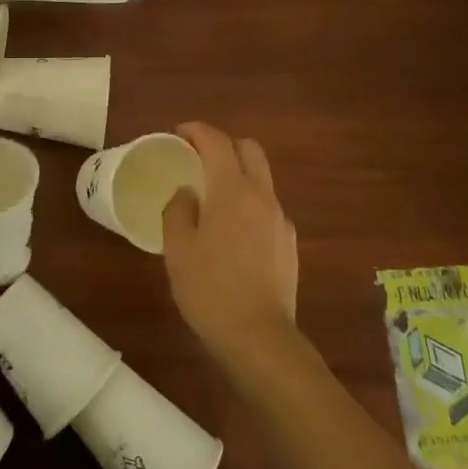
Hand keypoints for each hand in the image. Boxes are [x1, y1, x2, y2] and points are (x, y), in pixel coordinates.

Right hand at [163, 122, 298, 367]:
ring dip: (238, 175)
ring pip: (261, 179)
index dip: (197, 130)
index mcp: (232, 190)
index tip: (179, 133)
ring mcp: (280, 220)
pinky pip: (267, 208)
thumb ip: (179, 210)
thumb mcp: (177, 248)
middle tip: (199, 158)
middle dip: (224, 144)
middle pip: (249, 149)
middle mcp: (262, 196)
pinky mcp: (289, 244)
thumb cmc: (210, 288)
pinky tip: (232, 233)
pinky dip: (249, 204)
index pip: (217, 142)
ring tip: (213, 199)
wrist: (259, 337)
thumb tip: (187, 193)